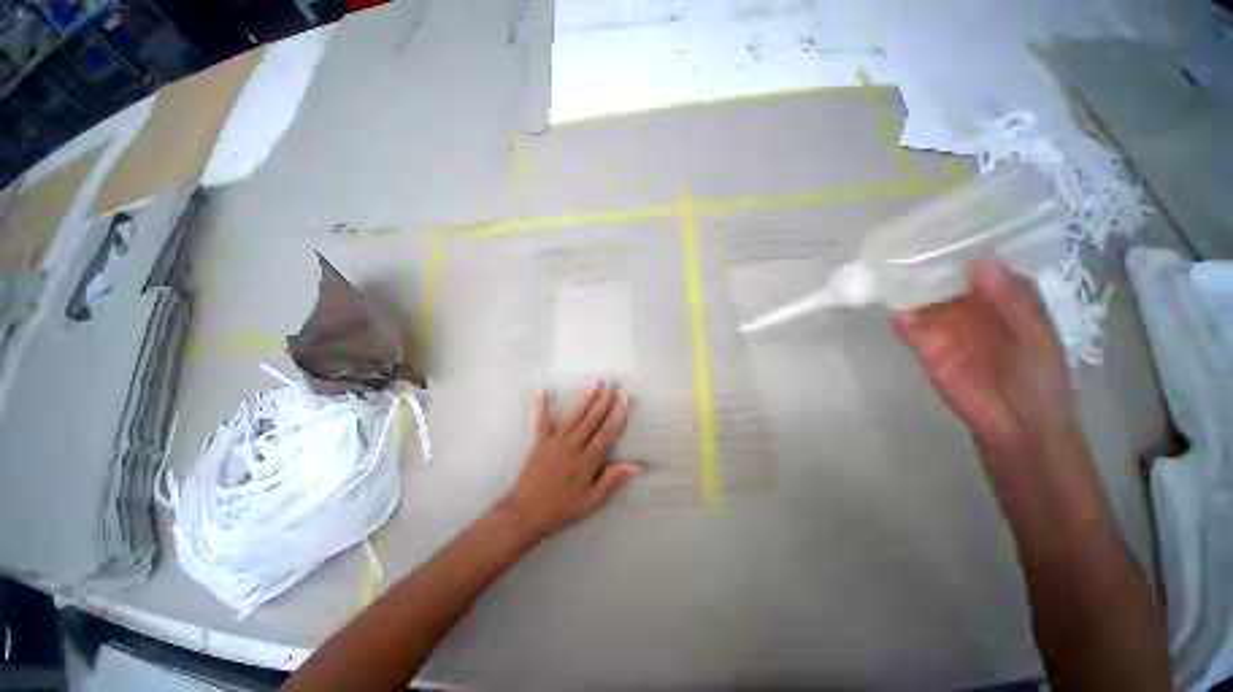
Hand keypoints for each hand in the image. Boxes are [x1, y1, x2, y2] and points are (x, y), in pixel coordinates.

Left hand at [499, 383, 640, 541]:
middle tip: (612, 385)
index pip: (607, 433)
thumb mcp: (591, 502)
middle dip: (604, 401)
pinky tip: (544, 391)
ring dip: (585, 399)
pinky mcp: (540, 442)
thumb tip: (636, 466)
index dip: (617, 416)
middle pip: (592, 419)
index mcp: (587, 461)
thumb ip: (612, 481)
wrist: (525, 514)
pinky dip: (543, 406)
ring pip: (574, 416)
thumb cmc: (561, 509)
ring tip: (595, 384)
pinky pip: (542, 421)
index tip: (625, 401)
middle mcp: (573, 446)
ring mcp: (555, 441)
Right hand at [892, 257, 1075, 463]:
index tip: (942, 224)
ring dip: (905, 286)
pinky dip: (897, 315)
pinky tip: (885, 303)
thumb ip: (1011, 301)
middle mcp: (971, 305)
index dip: (964, 244)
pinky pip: (907, 325)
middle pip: (944, 277)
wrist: (1014, 424)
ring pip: (922, 298)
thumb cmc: (1039, 377)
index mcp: (1003, 296)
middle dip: (925, 262)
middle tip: (901, 241)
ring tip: (883, 267)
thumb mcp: (1035, 336)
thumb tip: (981, 260)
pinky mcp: (924, 346)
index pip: (981, 263)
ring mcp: (945, 325)